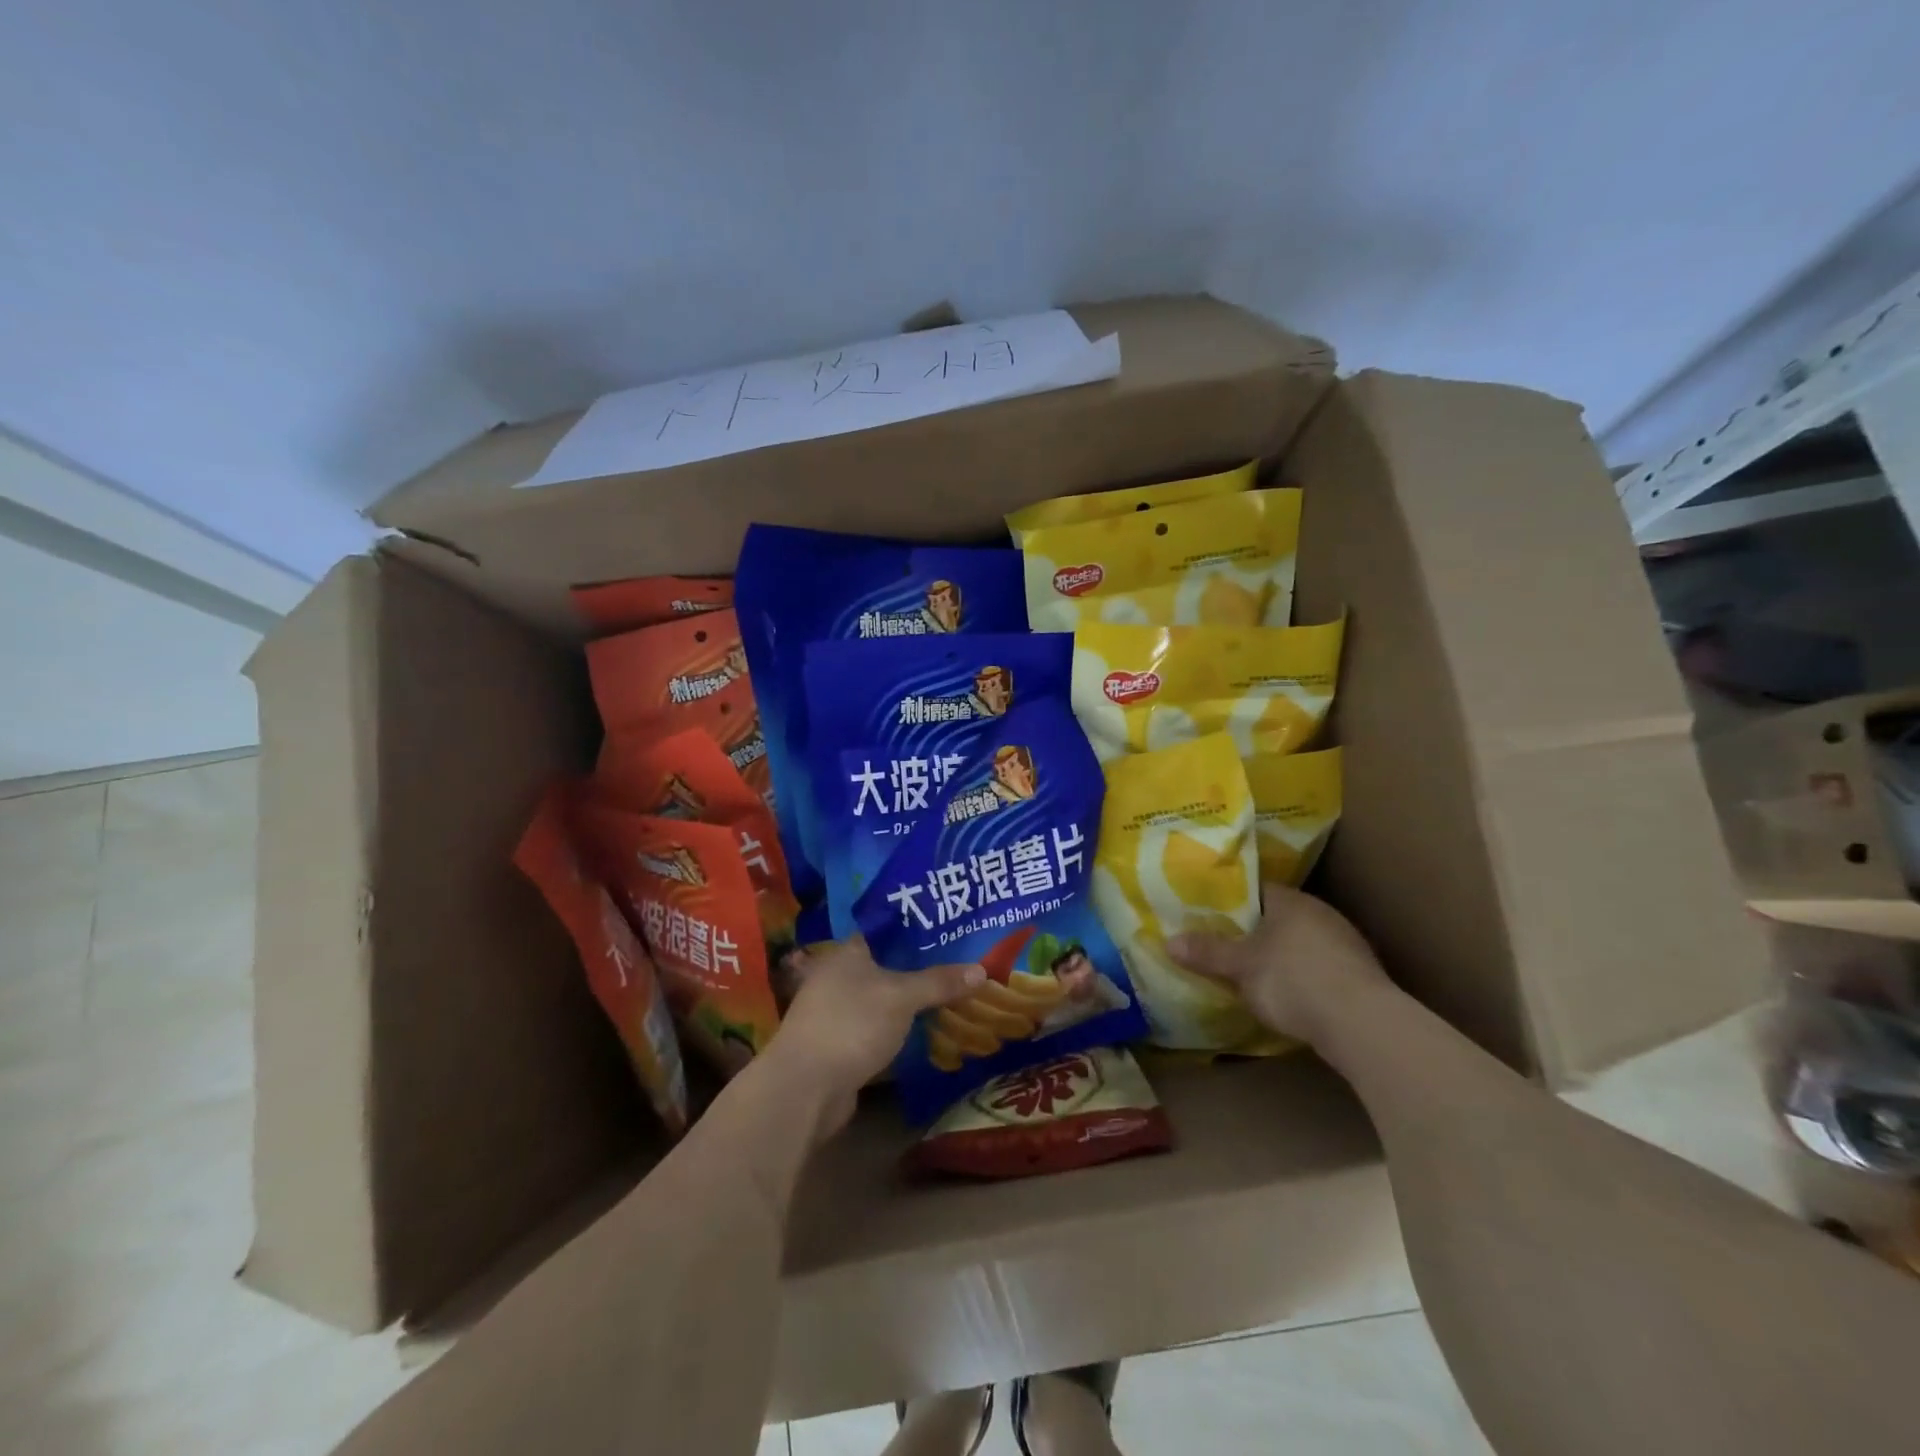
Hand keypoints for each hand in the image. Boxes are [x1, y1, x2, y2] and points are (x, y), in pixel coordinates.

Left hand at [765, 938, 984, 1139]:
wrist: (806, 1089)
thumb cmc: (852, 1024)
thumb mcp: (902, 996)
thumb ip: (939, 981)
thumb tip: (982, 969)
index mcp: (848, 953)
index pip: (886, 931)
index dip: (917, 930)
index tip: (949, 929)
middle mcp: (839, 977)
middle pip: (887, 966)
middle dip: (920, 968)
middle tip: (961, 964)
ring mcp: (838, 1014)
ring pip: (884, 1000)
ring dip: (911, 1002)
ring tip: (952, 996)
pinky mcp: (842, 1046)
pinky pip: (879, 1029)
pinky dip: (901, 1030)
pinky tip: (928, 1032)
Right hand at [1168, 884, 1390, 1046]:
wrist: (1362, 1024)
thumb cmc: (1293, 980)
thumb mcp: (1240, 967)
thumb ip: (1207, 953)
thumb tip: (1169, 941)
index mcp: (1291, 901)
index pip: (1256, 890)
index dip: (1232, 902)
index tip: (1210, 915)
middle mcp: (1321, 913)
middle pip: (1279, 916)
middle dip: (1255, 931)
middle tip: (1226, 945)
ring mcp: (1346, 944)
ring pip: (1301, 943)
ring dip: (1281, 956)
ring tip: (1253, 973)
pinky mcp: (1360, 976)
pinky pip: (1320, 968)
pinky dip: (1303, 977)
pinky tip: (1290, 996)